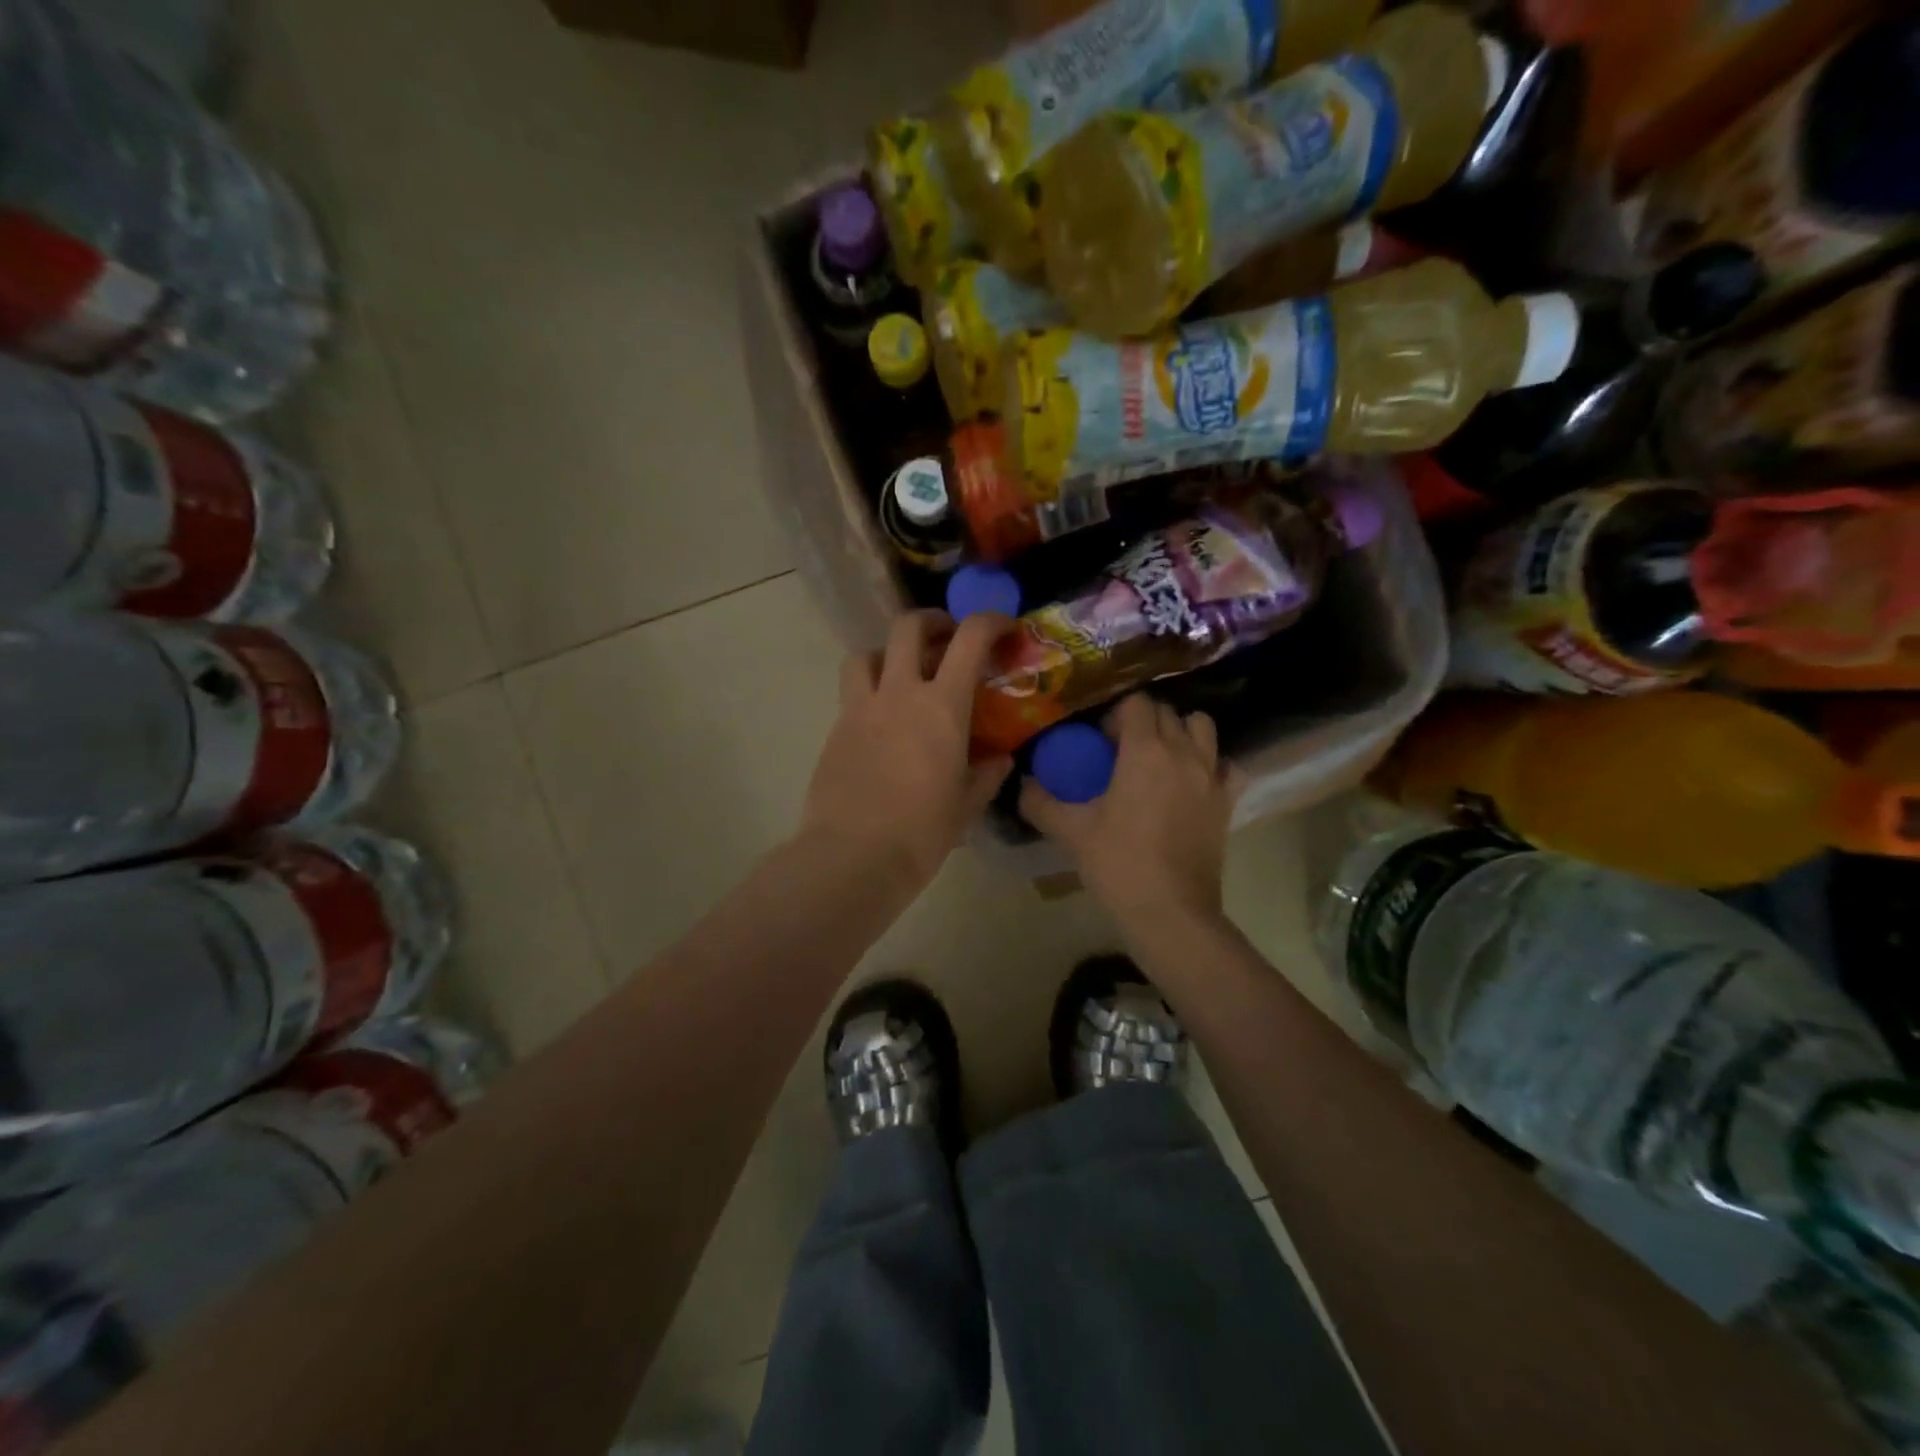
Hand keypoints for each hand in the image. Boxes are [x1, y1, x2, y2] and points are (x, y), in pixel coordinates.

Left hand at [800, 610, 1013, 892]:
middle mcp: (900, 692)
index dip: (990, 621)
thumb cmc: (922, 832)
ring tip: (902, 673)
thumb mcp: (967, 805)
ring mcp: (861, 707)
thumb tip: (1000, 759)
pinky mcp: (835, 728)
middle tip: (946, 638)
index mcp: (942, 706)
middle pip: (908, 627)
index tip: (1003, 627)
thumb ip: (987, 774)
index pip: (970, 638)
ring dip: (888, 652)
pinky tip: (881, 720)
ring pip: (866, 652)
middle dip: (932, 621)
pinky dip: (868, 689)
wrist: (853, 856)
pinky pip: (851, 691)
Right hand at [1021, 694, 1244, 928]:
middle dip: (1142, 722)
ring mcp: (1211, 776)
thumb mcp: (1070, 832)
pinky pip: (1227, 765)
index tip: (1099, 742)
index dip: (1114, 715)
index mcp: (1145, 751)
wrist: (1170, 912)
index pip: (1135, 703)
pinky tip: (1193, 783)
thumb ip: (1040, 801)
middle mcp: (1183, 752)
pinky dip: (1212, 765)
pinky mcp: (1228, 802)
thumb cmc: (1118, 864)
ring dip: (1180, 732)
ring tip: (1160, 759)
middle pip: (1166, 712)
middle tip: (1121, 751)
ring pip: (1202, 728)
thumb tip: (1024, 783)